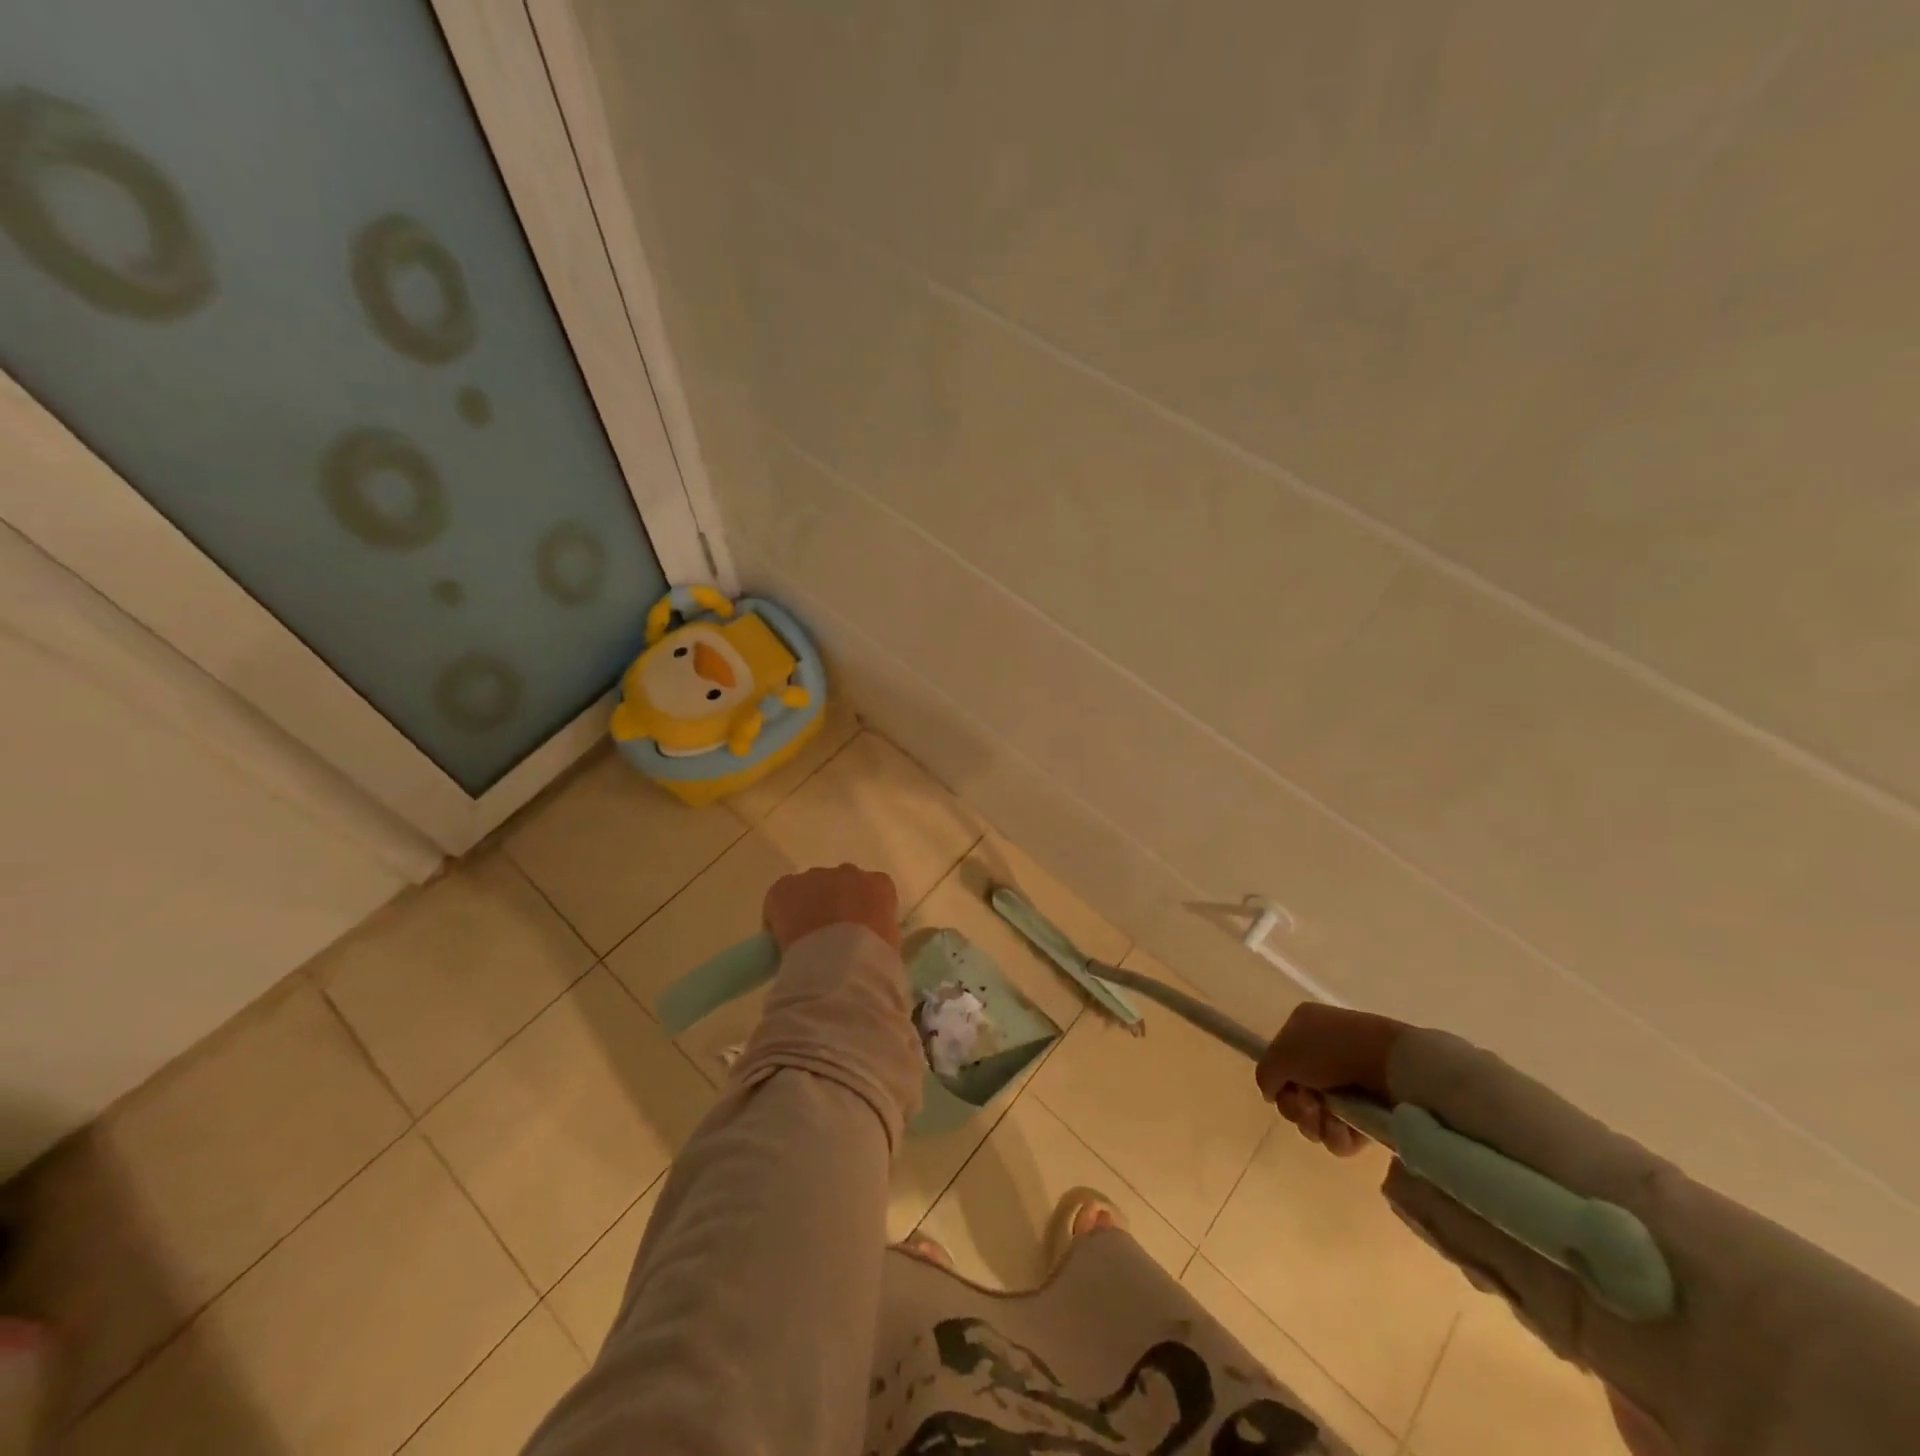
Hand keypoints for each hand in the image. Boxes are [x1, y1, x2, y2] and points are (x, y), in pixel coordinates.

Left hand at [763, 864, 899, 951]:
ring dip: (806, 906)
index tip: (854, 932)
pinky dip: (777, 915)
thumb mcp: (890, 945)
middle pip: (838, 883)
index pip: (871, 890)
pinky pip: (780, 897)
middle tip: (828, 935)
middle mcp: (849, 873)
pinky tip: (781, 939)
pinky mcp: (785, 887)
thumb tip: (865, 938)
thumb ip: (879, 931)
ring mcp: (815, 877)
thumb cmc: (874, 960)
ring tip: (803, 939)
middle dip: (832, 903)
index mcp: (879, 886)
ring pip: (808, 887)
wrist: (840, 966)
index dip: (860, 911)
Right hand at [1254, 1003, 1409, 1156]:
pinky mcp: (1370, 1112)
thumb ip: (1266, 1074)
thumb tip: (1270, 1093)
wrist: (1391, 1065)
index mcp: (1305, 1028)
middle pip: (1296, 1094)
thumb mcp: (1282, 1054)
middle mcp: (1325, 1055)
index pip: (1280, 1062)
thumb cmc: (1330, 1049)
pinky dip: (1338, 1136)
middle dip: (1296, 1107)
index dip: (1278, 1080)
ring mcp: (1349, 1085)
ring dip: (1315, 1124)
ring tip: (1328, 1119)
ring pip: (1317, 1118)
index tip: (1283, 1089)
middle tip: (1308, 1105)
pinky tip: (1344, 1130)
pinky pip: (1343, 1134)